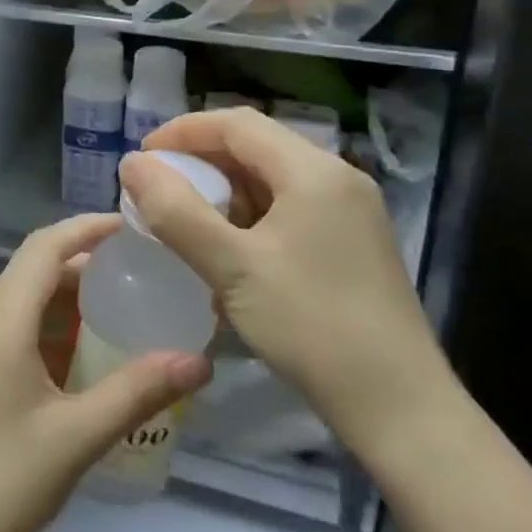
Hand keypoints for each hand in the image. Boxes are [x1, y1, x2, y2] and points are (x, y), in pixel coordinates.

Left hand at [0, 213, 211, 531]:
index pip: (46, 245)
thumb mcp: (76, 437)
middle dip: (82, 268)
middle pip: (31, 270)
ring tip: (112, 317)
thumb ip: (138, 391)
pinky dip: (38, 329)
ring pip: (15, 301)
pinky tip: (69, 362)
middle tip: (134, 278)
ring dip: (60, 301)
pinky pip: (1, 328)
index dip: (88, 228)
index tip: (131, 227)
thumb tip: (198, 361)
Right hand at [121, 109, 454, 465]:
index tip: (143, 158)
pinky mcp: (352, 242)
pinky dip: (251, 218)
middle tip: (158, 189)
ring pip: (273, 180)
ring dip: (225, 192)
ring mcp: (350, 211)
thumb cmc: (311, 326)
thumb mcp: (232, 268)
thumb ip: (175, 212)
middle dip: (202, 162)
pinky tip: (229, 252)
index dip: (184, 132)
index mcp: (313, 171)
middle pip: (257, 147)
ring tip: (186, 222)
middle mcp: (337, 178)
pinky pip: (290, 209)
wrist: (399, 407)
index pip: (237, 124)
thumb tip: (132, 164)